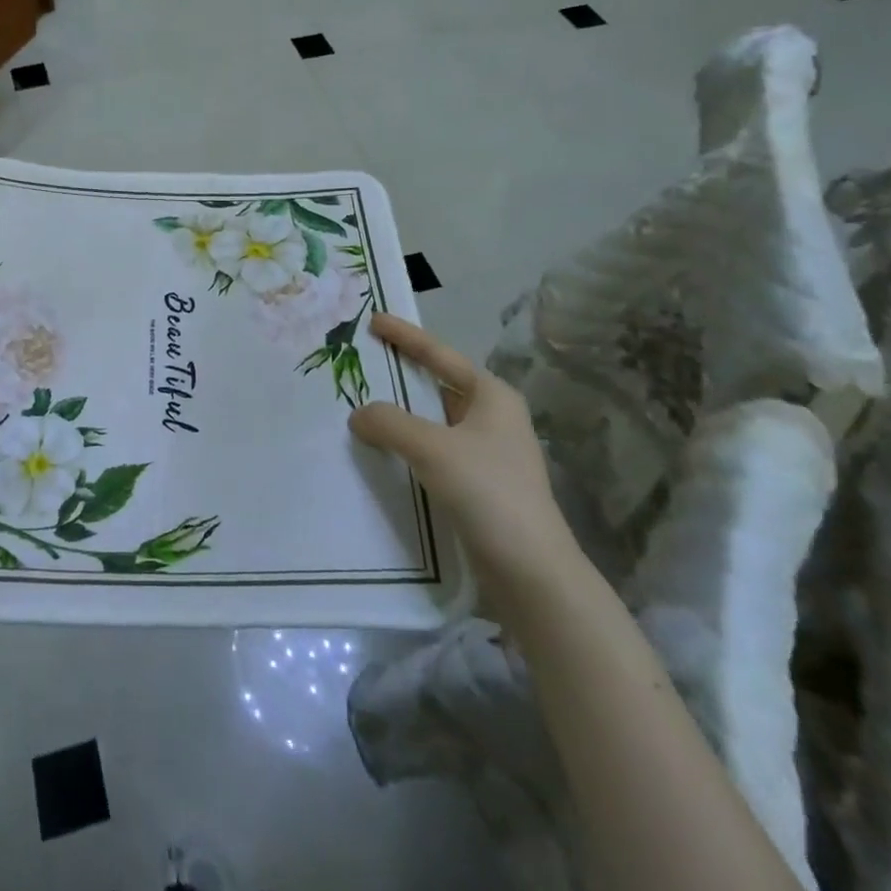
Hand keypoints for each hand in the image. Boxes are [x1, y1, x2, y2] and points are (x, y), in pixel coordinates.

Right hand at [351, 313, 578, 596]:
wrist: (531, 570)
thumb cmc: (488, 492)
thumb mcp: (432, 448)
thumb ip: (389, 422)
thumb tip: (359, 414)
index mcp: (492, 396)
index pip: (440, 354)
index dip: (406, 336)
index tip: (374, 320)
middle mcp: (493, 418)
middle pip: (437, 384)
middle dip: (401, 373)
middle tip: (363, 361)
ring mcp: (488, 452)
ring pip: (434, 420)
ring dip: (402, 413)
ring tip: (362, 404)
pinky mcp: (479, 484)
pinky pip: (434, 450)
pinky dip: (408, 444)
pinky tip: (383, 450)